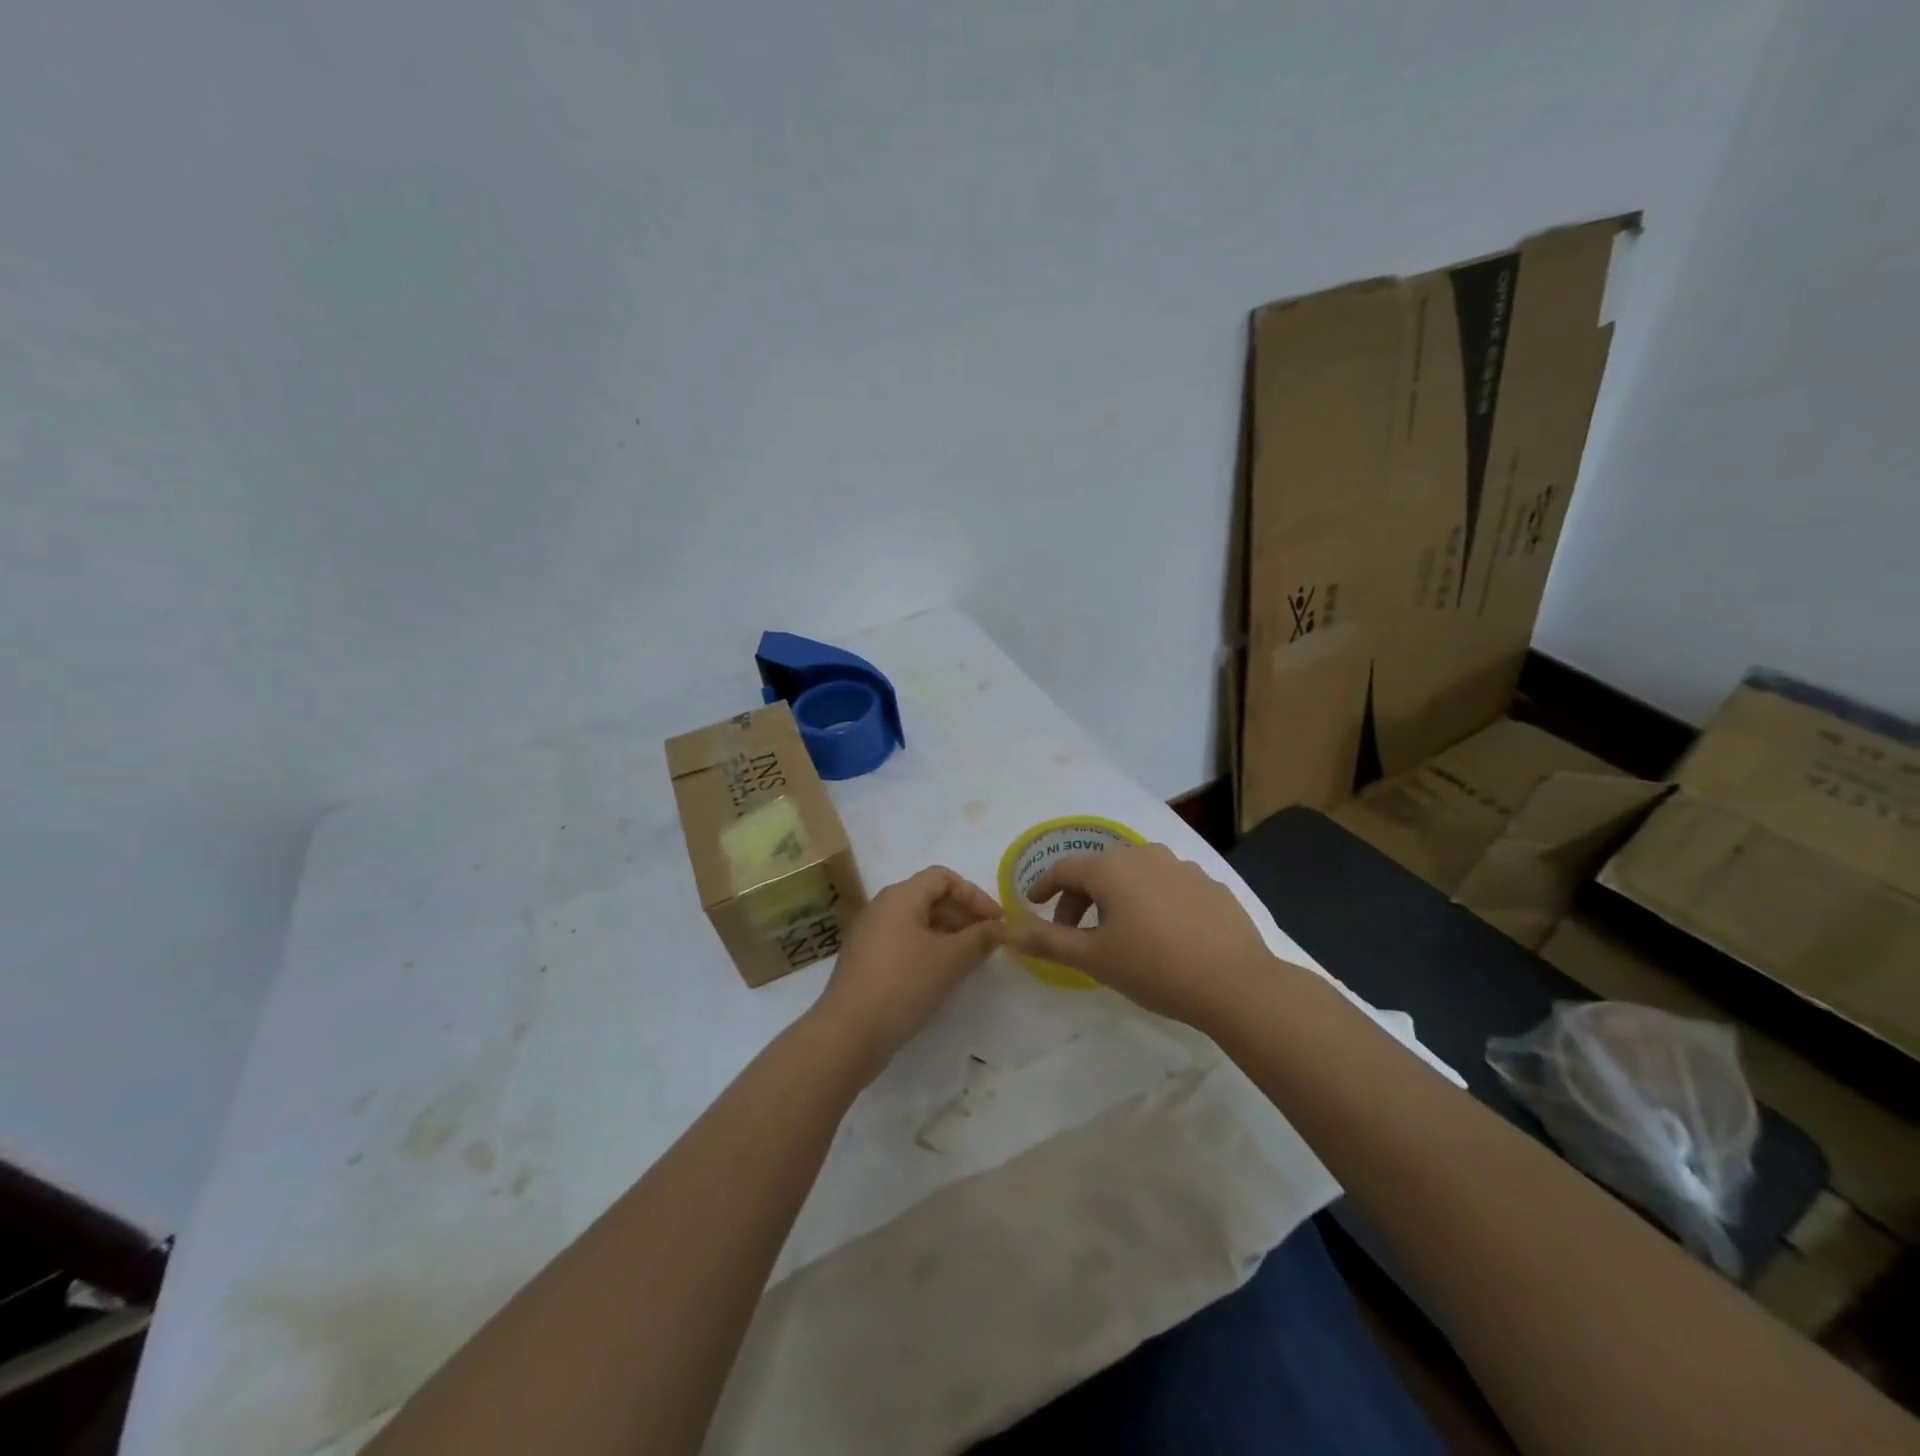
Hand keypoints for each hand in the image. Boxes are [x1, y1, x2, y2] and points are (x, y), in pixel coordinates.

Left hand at [812, 866, 1004, 1075]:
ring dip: (949, 935)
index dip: (974, 895)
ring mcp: (871, 935)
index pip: (943, 878)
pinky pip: (905, 943)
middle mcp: (882, 908)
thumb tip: (1000, 928)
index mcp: (900, 896)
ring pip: (918, 923)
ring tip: (972, 960)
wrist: (848, 1034)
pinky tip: (943, 975)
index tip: (997, 922)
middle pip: (930, 898)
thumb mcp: (950, 960)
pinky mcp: (867, 962)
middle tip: (989, 942)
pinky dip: (929, 951)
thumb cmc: (903, 985)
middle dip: (964, 915)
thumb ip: (980, 938)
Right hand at [1009, 842, 1271, 1024]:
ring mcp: (1182, 867)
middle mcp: (1145, 855)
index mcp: (1112, 868)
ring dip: (1117, 898)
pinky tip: (1161, 933)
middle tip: (1073, 931)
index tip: (1033, 904)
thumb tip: (1009, 930)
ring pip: (1135, 875)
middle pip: (1100, 869)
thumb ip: (1048, 941)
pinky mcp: (1210, 885)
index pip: (1065, 868)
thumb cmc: (1154, 967)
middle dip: (1080, 897)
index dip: (1044, 885)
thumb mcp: (1093, 958)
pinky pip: (1167, 886)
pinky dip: (1152, 902)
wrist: (1236, 983)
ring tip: (1118, 932)